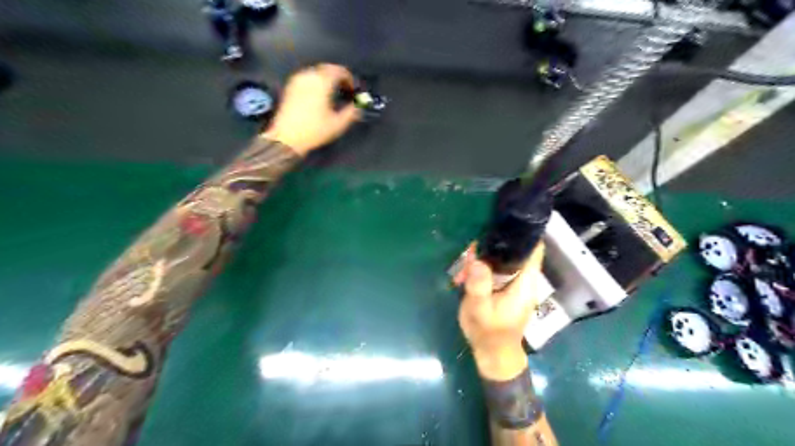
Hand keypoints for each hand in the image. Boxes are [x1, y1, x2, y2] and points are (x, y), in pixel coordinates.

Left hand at [263, 63, 360, 153]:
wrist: (287, 138)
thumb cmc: (314, 131)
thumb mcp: (338, 124)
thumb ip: (351, 112)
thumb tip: (358, 105)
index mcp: (322, 83)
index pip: (339, 71)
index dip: (349, 78)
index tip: (353, 88)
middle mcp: (309, 77)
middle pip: (327, 68)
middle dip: (338, 76)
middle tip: (345, 88)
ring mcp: (298, 81)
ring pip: (316, 72)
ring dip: (326, 78)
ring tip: (333, 91)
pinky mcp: (290, 87)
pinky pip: (307, 77)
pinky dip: (316, 81)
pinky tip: (319, 94)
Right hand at [454, 244, 546, 379]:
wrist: (492, 354)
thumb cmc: (489, 333)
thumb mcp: (480, 310)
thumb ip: (479, 285)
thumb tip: (477, 259)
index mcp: (525, 281)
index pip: (533, 248)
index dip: (523, 232)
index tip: (504, 220)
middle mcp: (524, 278)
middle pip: (515, 250)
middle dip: (494, 244)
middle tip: (471, 246)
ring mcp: (515, 282)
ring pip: (503, 258)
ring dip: (484, 256)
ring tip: (464, 264)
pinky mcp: (505, 286)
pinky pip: (496, 268)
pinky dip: (482, 266)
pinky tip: (466, 273)